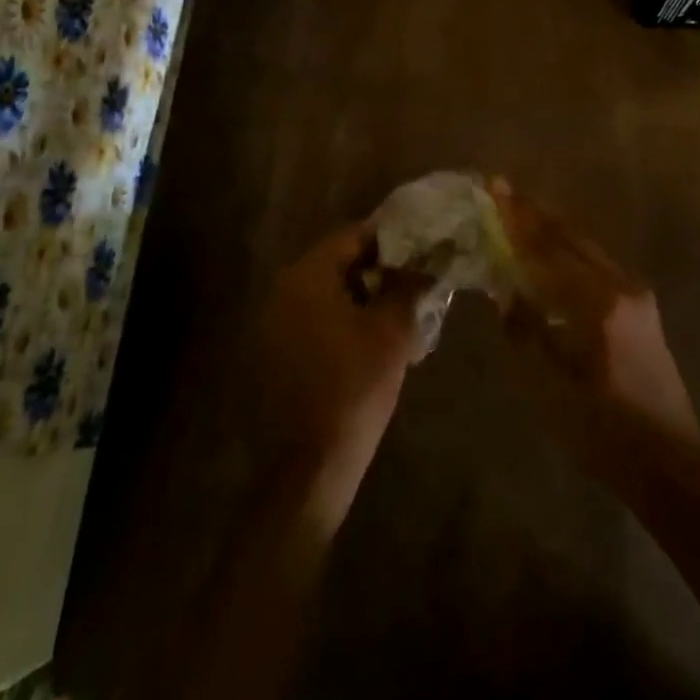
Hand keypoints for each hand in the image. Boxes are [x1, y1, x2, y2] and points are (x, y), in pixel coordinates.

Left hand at [256, 225, 428, 515]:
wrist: (311, 464)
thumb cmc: (355, 386)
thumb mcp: (393, 330)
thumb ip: (408, 285)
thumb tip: (424, 261)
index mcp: (307, 275)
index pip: (353, 236)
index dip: (390, 239)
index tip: (421, 248)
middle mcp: (283, 289)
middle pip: (338, 261)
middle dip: (378, 268)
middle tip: (414, 280)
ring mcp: (274, 321)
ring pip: (327, 291)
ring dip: (362, 294)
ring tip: (399, 310)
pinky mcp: (274, 351)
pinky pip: (314, 318)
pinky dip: (343, 318)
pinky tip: (371, 339)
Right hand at [490, 180, 699, 482]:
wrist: (672, 465)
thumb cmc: (606, 432)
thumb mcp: (552, 389)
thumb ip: (526, 333)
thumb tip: (507, 292)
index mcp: (598, 303)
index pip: (547, 250)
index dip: (516, 219)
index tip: (494, 186)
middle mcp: (621, 286)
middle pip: (570, 237)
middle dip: (534, 213)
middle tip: (503, 190)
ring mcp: (636, 295)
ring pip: (586, 247)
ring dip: (552, 228)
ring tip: (522, 211)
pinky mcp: (641, 308)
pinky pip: (597, 264)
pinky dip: (569, 250)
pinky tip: (552, 252)